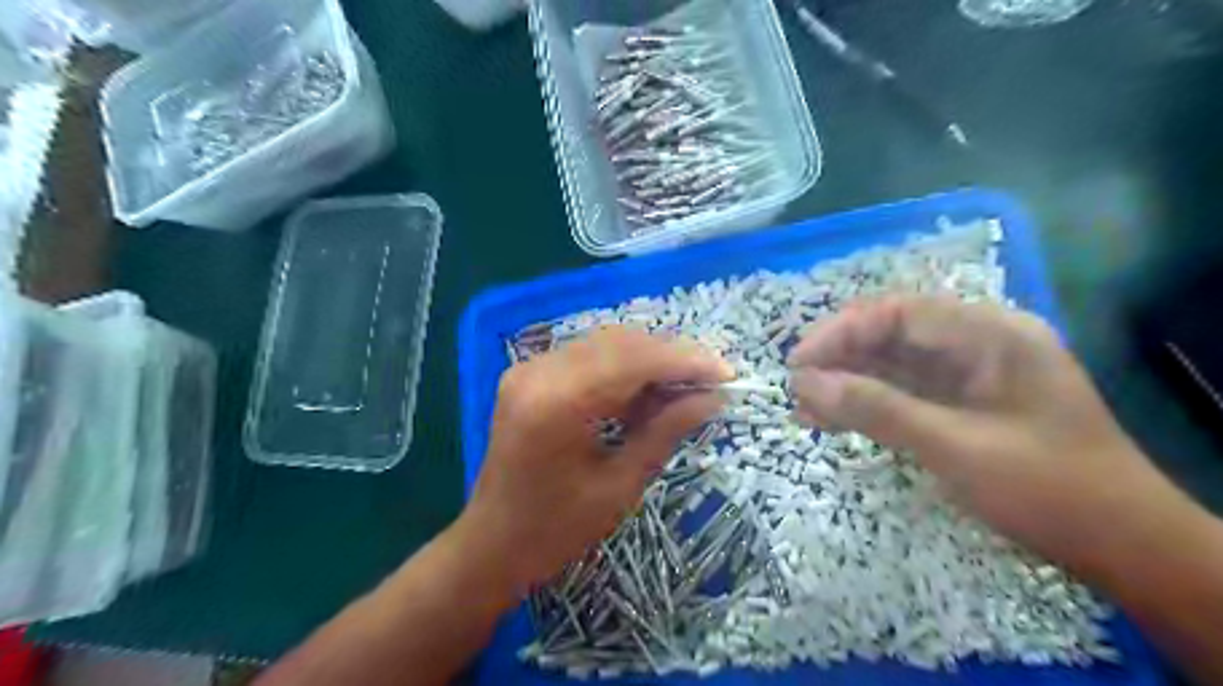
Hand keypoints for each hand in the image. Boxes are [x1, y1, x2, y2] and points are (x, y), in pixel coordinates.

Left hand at [456, 327, 723, 593]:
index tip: (727, 373)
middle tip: (709, 382)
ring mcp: (529, 369)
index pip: (634, 360)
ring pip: (605, 343)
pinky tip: (643, 393)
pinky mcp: (528, 375)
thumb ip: (666, 431)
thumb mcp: (620, 485)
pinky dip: (621, 368)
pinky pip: (586, 356)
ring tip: (683, 389)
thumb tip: (713, 398)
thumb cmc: (557, 530)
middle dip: (670, 357)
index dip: (686, 361)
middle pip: (620, 342)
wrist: (491, 543)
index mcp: (559, 403)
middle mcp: (539, 372)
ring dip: (648, 360)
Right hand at [788, 298, 1168, 569]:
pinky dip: (866, 405)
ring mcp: (968, 375)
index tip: (798, 364)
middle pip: (891, 335)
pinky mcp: (959, 404)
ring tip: (804, 409)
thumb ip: (877, 409)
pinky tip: (832, 420)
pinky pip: (902, 393)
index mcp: (989, 334)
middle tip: (797, 390)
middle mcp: (977, 343)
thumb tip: (806, 383)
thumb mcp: (955, 447)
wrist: (1122, 546)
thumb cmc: (1047, 488)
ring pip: (891, 365)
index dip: (841, 332)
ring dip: (847, 383)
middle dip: (839, 359)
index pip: (898, 313)